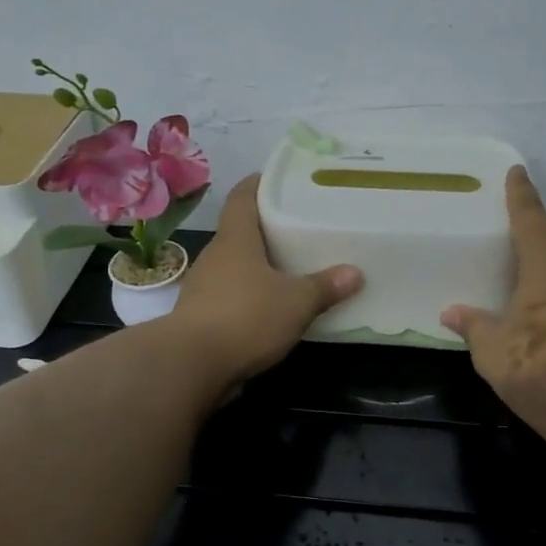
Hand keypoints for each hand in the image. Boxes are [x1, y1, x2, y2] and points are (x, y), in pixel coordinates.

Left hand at [171, 175, 362, 391]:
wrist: (191, 365)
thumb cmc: (245, 317)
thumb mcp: (296, 302)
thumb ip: (325, 287)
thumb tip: (355, 274)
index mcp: (235, 239)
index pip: (242, 197)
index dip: (258, 184)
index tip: (278, 179)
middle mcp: (215, 257)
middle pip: (240, 232)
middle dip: (266, 229)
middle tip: (299, 228)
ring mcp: (203, 288)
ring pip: (235, 267)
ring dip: (258, 267)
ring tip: (290, 268)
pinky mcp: (201, 318)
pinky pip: (230, 297)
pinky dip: (250, 297)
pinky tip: (271, 308)